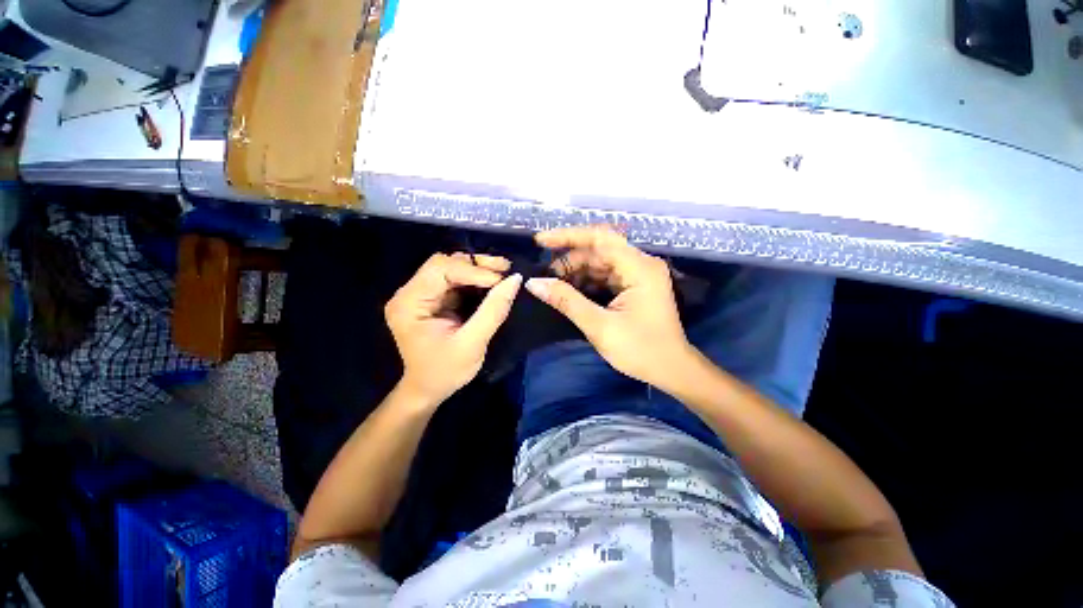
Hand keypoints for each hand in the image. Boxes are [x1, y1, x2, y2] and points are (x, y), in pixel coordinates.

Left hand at [385, 253, 522, 403]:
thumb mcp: (472, 343)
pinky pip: (455, 279)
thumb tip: (515, 279)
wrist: (429, 390)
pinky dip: (476, 278)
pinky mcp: (433, 299)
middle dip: (476, 264)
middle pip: (444, 263)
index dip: (473, 270)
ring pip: (451, 267)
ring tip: (503, 273)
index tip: (501, 280)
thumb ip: (493, 310)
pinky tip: (493, 282)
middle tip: (505, 268)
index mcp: (409, 303)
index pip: (440, 270)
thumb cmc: (446, 372)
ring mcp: (421, 295)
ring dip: (478, 268)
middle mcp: (410, 293)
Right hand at [525, 226, 692, 387]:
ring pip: (600, 262)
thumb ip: (566, 301)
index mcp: (639, 268)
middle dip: (570, 260)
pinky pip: (606, 275)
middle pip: (599, 249)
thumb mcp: (599, 326)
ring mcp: (639, 274)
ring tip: (554, 286)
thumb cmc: (640, 350)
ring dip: (576, 271)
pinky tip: (570, 291)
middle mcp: (641, 264)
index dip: (567, 236)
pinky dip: (586, 281)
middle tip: (545, 276)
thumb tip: (533, 283)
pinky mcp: (635, 285)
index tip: (540, 241)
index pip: (599, 239)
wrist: (671, 370)